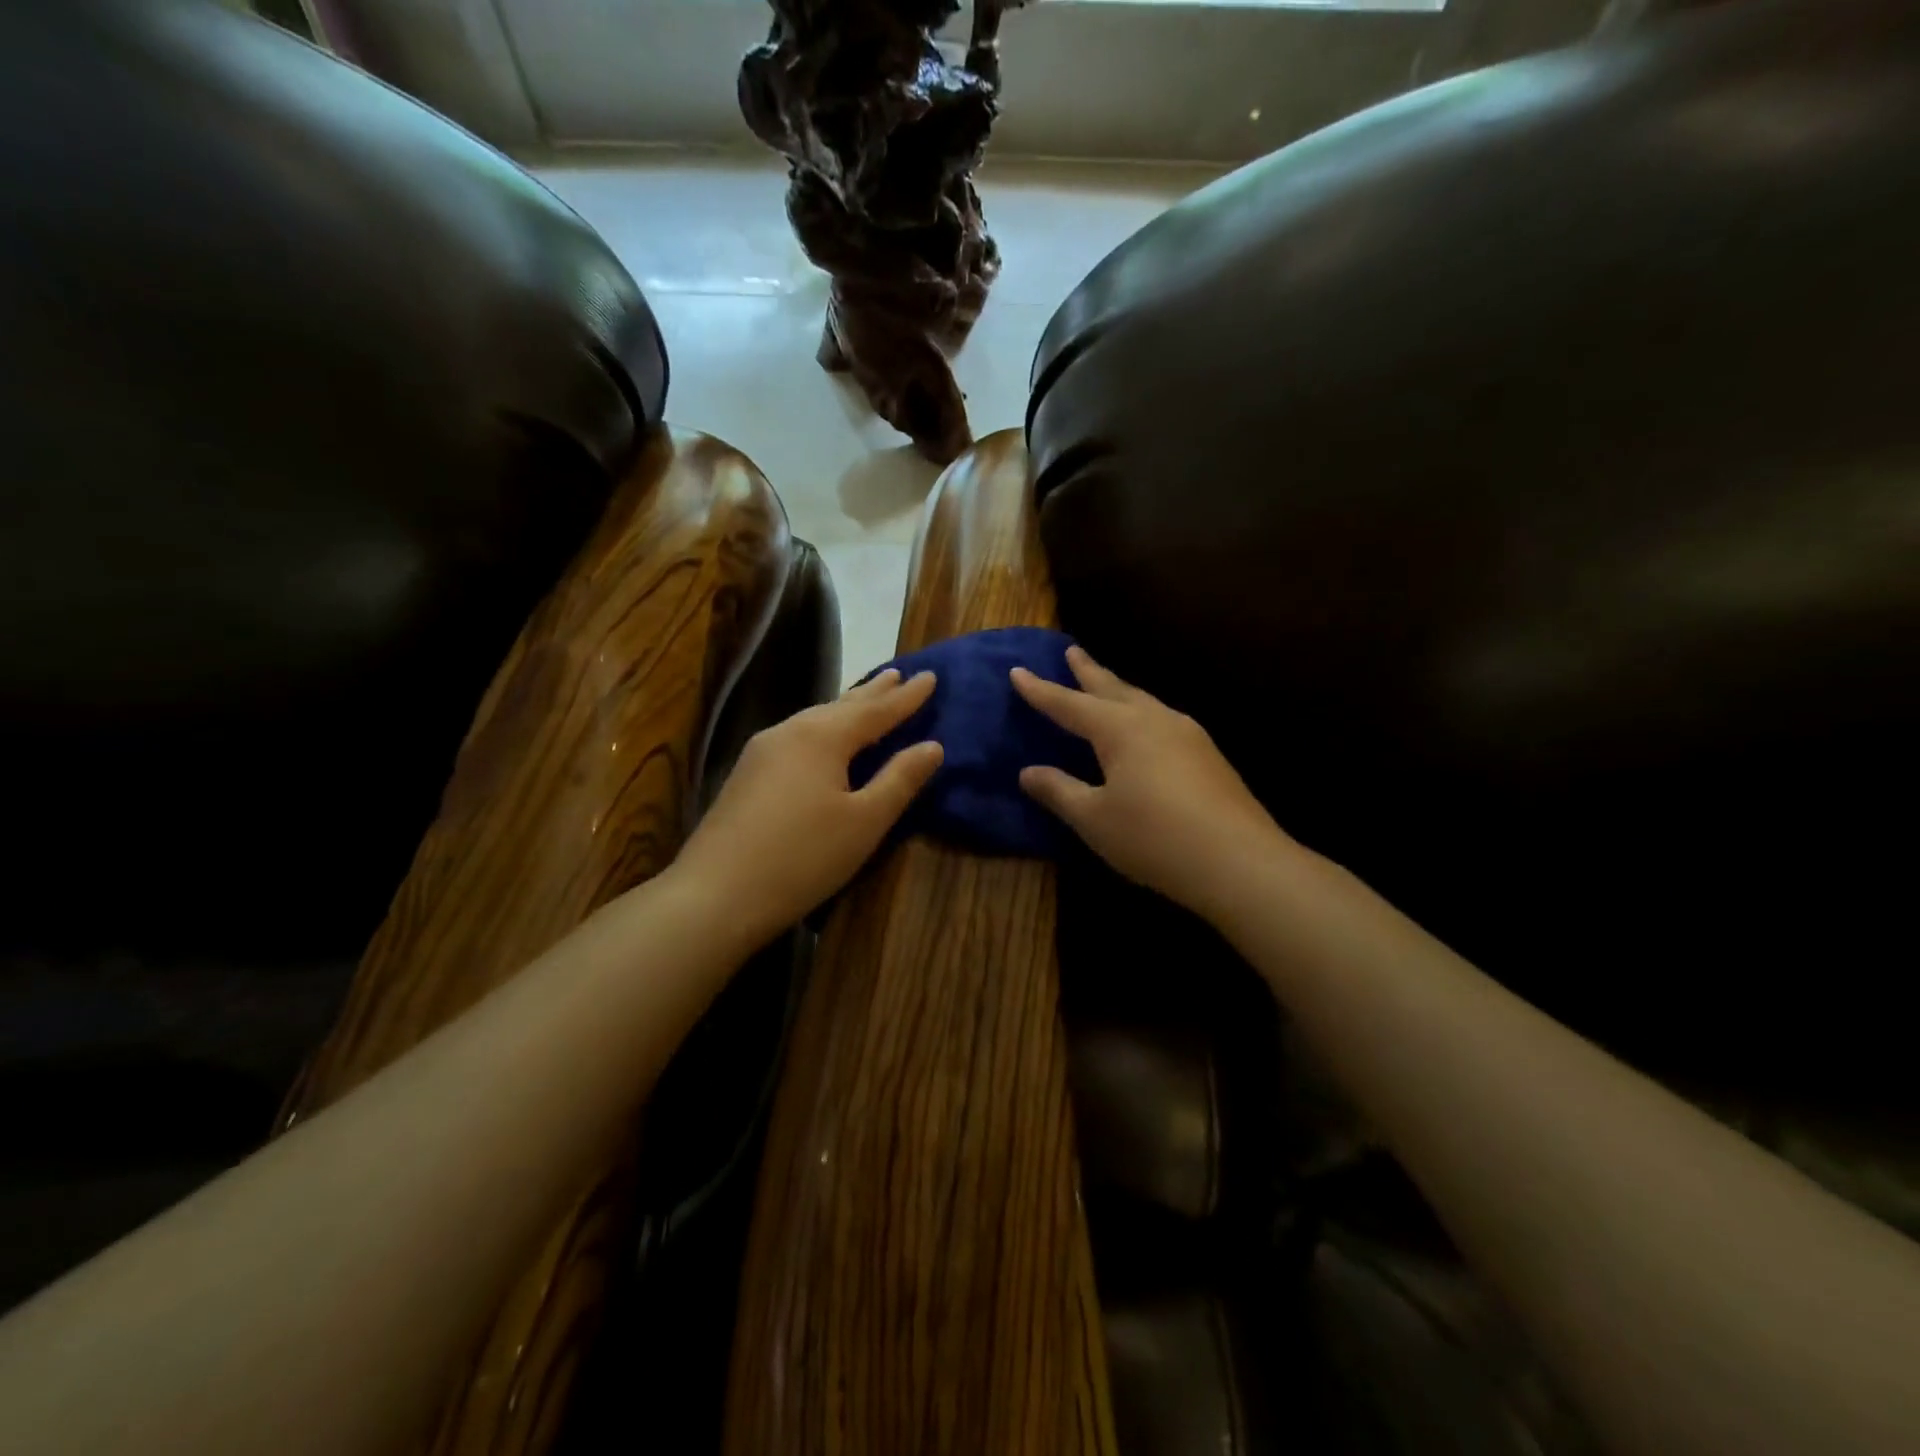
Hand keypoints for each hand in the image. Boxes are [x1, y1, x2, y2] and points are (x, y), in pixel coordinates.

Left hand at [671, 669, 942, 947]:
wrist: (715, 895)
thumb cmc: (802, 858)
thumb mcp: (864, 822)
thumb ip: (900, 780)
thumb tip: (933, 746)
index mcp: (822, 737)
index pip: (876, 710)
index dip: (906, 697)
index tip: (931, 676)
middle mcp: (790, 732)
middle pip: (841, 706)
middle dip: (873, 693)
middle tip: (899, 674)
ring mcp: (761, 751)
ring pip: (814, 719)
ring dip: (845, 708)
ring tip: (866, 698)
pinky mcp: (746, 774)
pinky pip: (797, 736)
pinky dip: (822, 728)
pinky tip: (822, 738)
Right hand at [1011, 647, 1294, 921]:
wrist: (1238, 861)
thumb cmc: (1153, 837)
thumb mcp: (1094, 818)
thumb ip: (1059, 790)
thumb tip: (1028, 772)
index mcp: (1120, 729)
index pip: (1069, 704)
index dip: (1040, 690)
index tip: (1017, 671)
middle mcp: (1154, 720)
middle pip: (1113, 688)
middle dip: (1088, 672)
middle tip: (1072, 651)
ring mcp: (1187, 734)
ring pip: (1143, 701)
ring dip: (1119, 690)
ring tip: (1106, 686)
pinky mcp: (1208, 755)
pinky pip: (1162, 720)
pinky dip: (1141, 713)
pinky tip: (1146, 729)